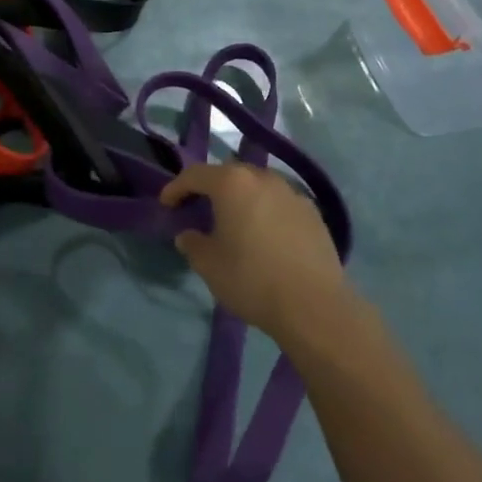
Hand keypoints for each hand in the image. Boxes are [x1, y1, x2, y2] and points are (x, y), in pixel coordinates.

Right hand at [160, 162, 350, 342]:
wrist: (314, 306)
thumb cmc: (251, 279)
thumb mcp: (208, 265)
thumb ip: (192, 243)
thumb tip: (189, 235)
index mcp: (232, 183)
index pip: (195, 175)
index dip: (176, 188)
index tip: (166, 204)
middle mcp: (263, 178)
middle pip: (229, 174)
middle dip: (210, 188)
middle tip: (198, 208)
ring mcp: (292, 193)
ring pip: (257, 186)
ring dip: (241, 198)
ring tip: (234, 221)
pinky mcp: (313, 213)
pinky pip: (280, 203)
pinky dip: (265, 210)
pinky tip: (264, 234)